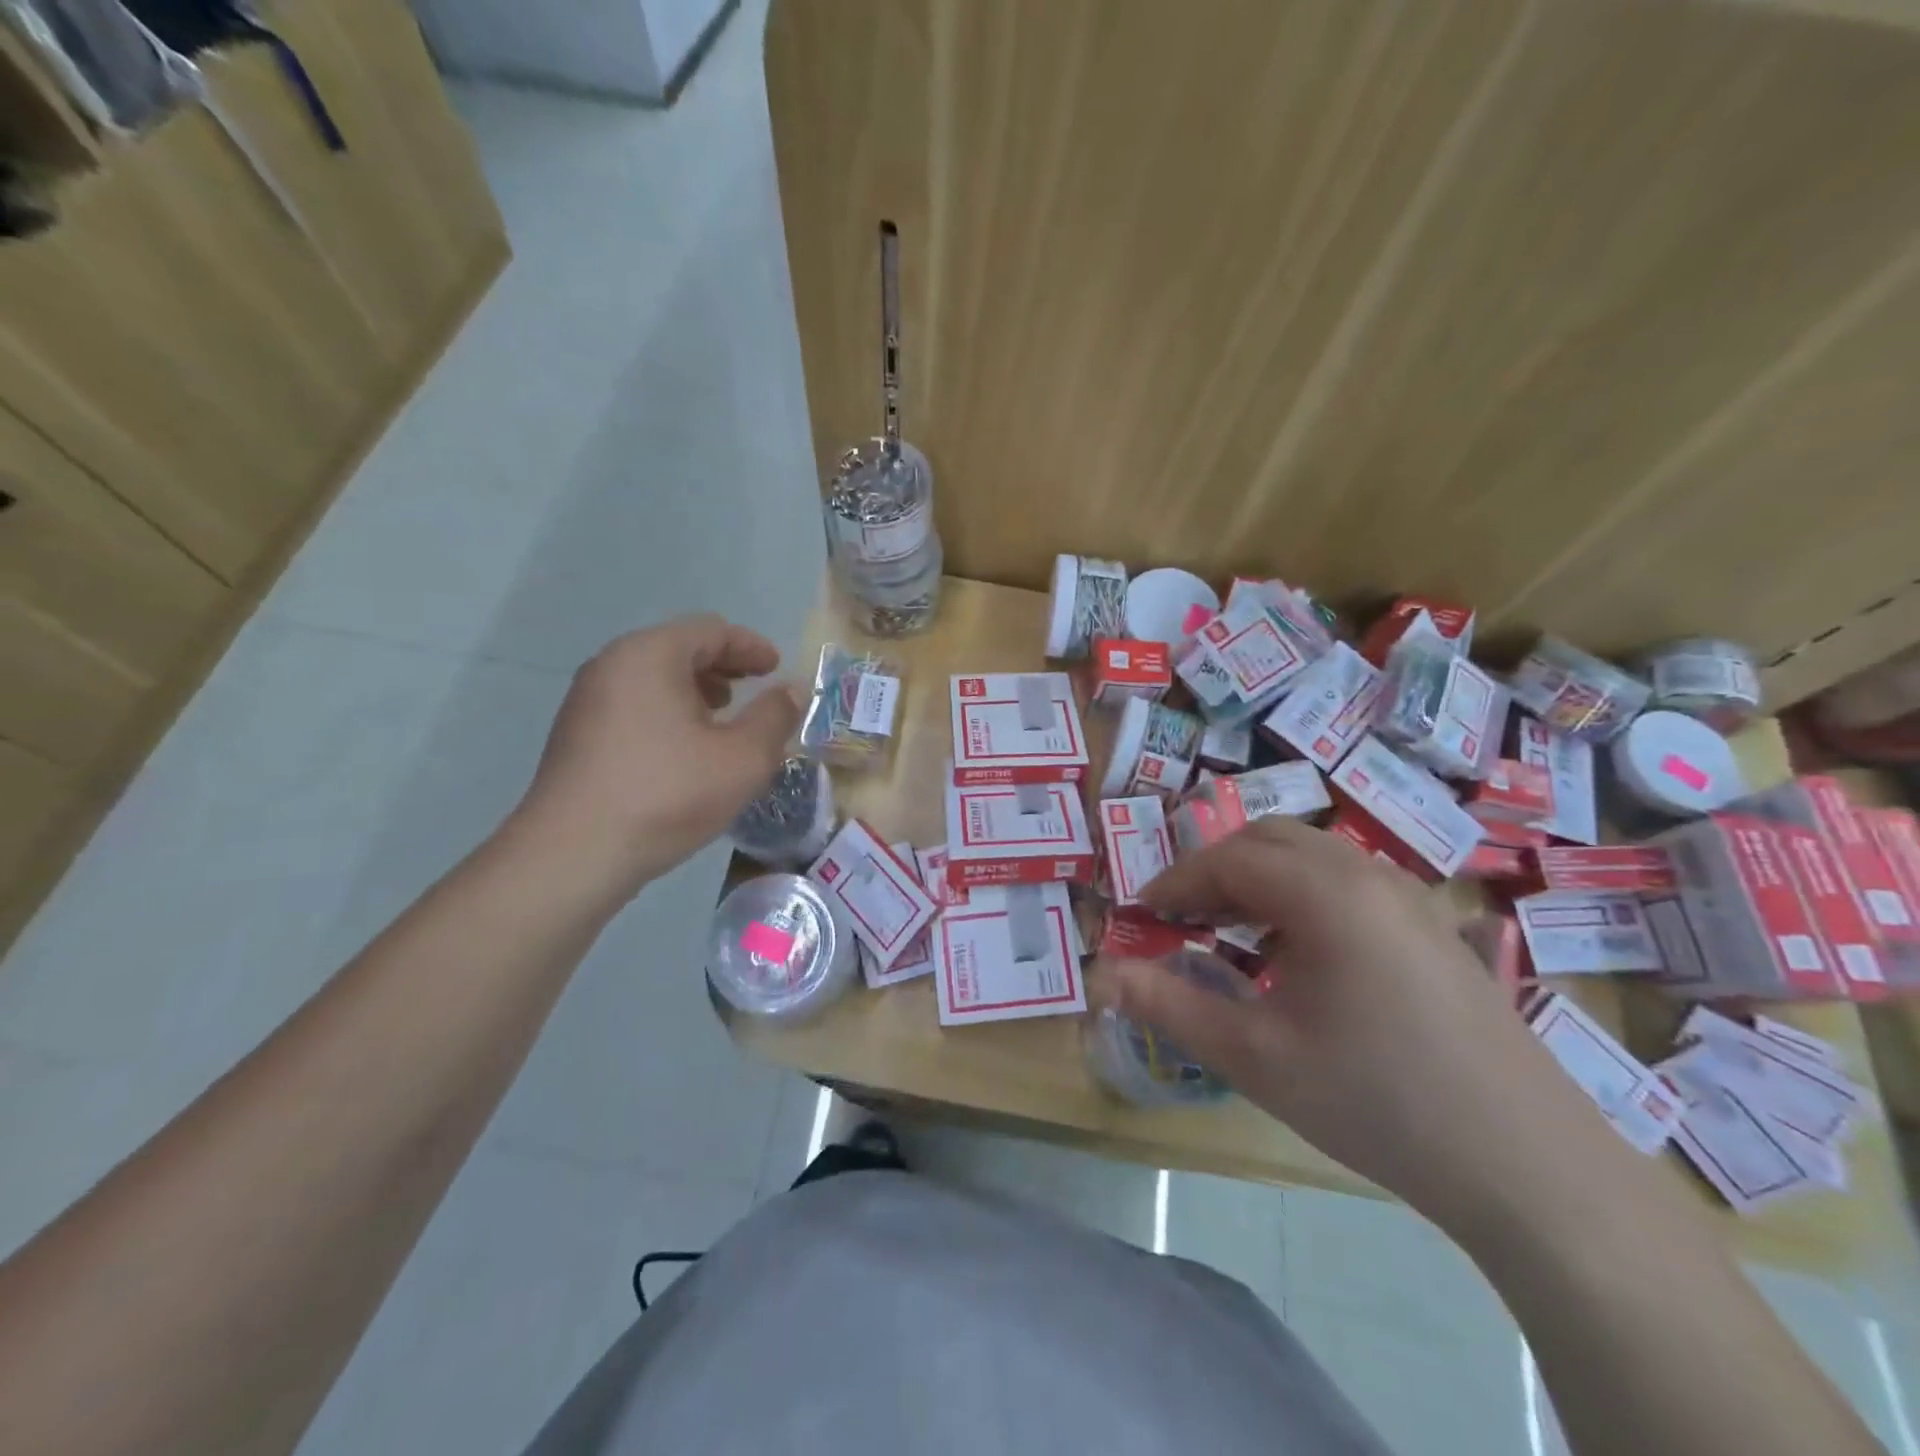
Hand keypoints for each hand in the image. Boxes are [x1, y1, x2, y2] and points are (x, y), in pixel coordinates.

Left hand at [517, 616, 802, 887]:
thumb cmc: (668, 794)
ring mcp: (587, 699)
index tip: (777, 669)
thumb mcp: (743, 758)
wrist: (574, 854)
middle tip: (753, 691)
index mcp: (650, 654)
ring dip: (694, 691)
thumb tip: (792, 690)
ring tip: (722, 720)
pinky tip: (684, 749)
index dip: (751, 647)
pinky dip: (667, 711)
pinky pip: (634, 704)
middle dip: (723, 667)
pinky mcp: (576, 734)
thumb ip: (775, 716)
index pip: (711, 630)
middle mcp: (612, 664)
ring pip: (654, 678)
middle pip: (678, 648)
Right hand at [1100, 817, 1622, 1224]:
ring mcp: (1410, 897)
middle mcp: (1368, 875)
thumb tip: (1101, 974)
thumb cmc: (1376, 1101)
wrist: (1529, 1166)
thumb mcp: (1255, 1057)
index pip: (1228, 859)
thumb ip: (1169, 1006)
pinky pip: (1349, 880)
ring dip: (1259, 876)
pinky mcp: (1433, 926)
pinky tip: (1298, 952)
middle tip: (1182, 917)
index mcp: (1325, 893)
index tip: (1142, 914)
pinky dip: (1302, 892)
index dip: (1175, 881)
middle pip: (1270, 839)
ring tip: (1230, 930)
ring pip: (1313, 854)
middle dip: (1215, 868)